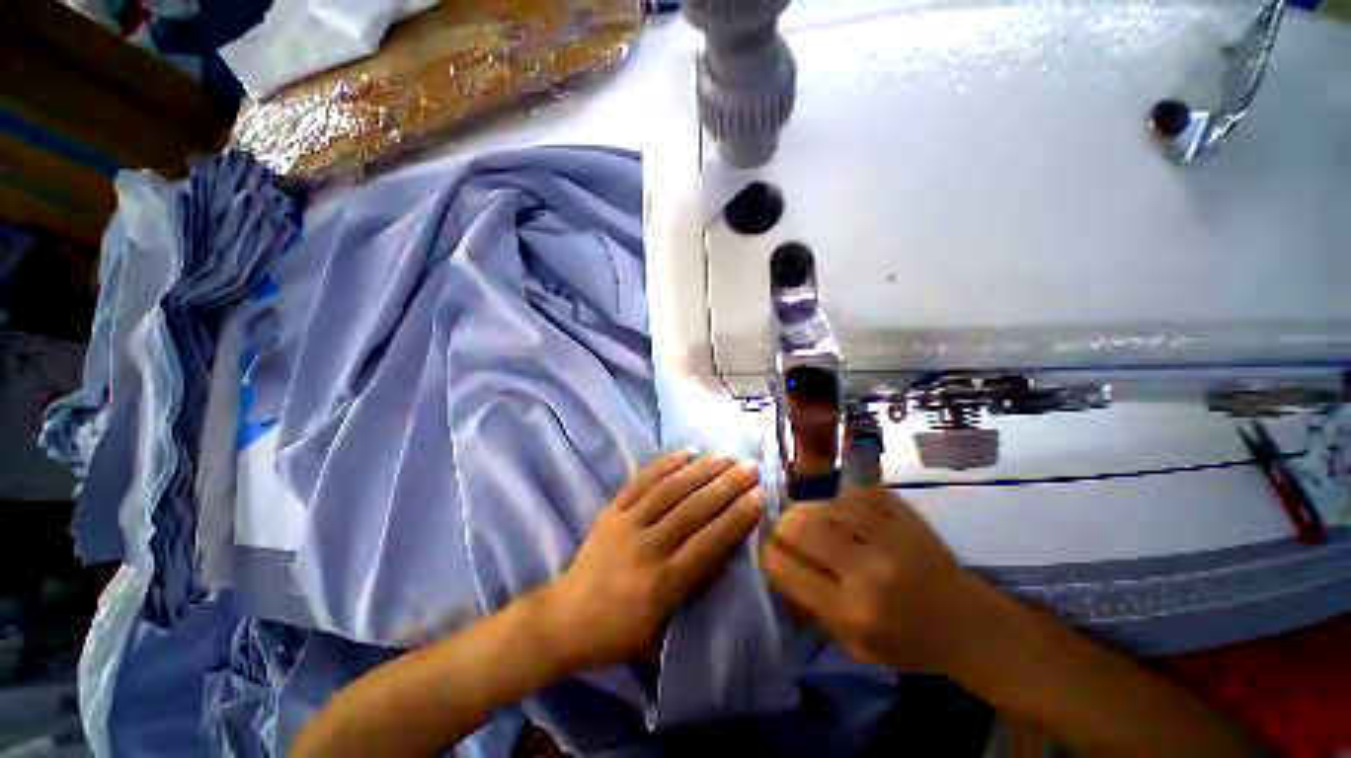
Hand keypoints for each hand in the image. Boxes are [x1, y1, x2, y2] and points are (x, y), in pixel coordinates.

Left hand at [541, 451, 761, 670]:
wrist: (564, 619)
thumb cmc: (619, 635)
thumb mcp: (663, 635)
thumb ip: (695, 598)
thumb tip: (728, 560)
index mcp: (663, 585)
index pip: (709, 543)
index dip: (736, 517)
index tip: (759, 496)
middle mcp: (647, 548)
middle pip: (693, 509)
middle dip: (726, 486)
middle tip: (750, 467)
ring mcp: (626, 523)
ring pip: (670, 489)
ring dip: (701, 470)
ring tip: (726, 456)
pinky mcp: (612, 509)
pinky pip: (643, 481)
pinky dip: (666, 463)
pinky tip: (687, 452)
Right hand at [761, 486, 999, 671]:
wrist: (968, 624)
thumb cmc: (907, 642)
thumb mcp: (853, 645)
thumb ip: (811, 608)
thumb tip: (778, 568)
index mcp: (851, 609)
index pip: (785, 569)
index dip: (768, 555)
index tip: (768, 551)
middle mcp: (866, 569)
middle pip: (801, 527)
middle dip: (783, 526)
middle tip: (784, 528)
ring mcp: (889, 536)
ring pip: (827, 504)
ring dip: (812, 510)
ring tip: (813, 518)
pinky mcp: (905, 515)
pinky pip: (858, 492)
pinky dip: (842, 498)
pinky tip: (842, 508)